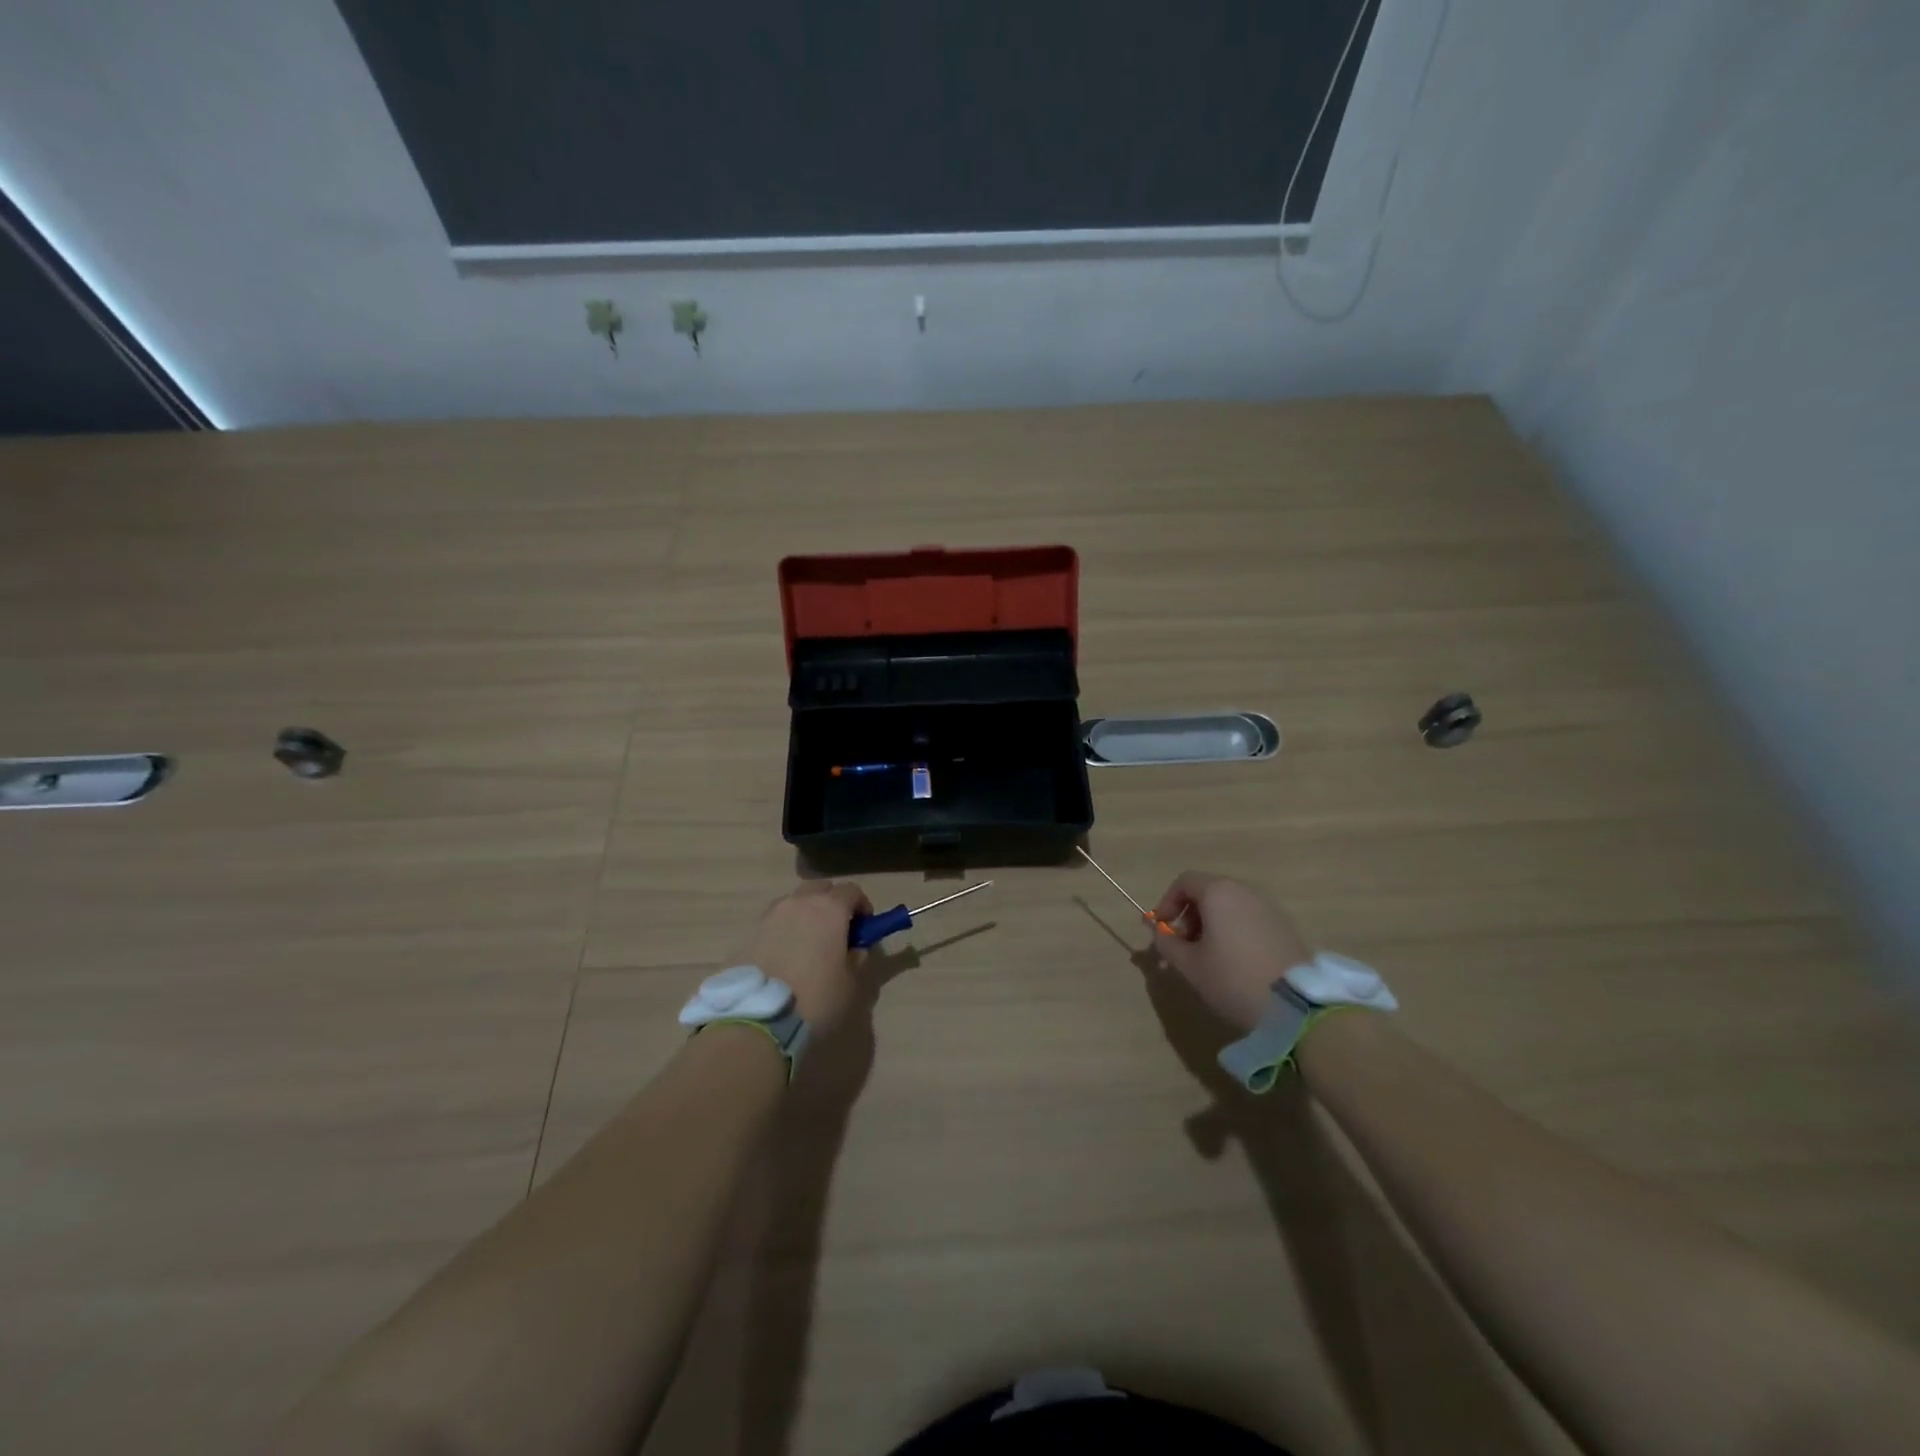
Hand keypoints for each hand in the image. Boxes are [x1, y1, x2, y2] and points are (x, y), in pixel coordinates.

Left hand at [738, 881, 873, 1038]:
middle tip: (837, 933)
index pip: (852, 890)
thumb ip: (857, 959)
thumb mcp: (850, 985)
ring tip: (808, 946)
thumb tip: (854, 949)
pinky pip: (774, 923)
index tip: (864, 927)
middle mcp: (798, 903)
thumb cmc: (815, 1000)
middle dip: (832, 903)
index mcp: (829, 909)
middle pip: (820, 889)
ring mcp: (770, 916)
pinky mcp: (748, 935)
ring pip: (794, 903)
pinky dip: (784, 932)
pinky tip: (785, 959)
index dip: (861, 906)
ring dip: (805, 915)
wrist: (756, 1021)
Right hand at [1151, 872, 1312, 1033]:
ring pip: (1229, 906)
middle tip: (1182, 947)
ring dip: (1211, 924)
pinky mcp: (1285, 926)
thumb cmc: (1233, 979)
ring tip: (1207, 957)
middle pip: (1208, 892)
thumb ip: (1167, 944)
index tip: (1162, 930)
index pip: (1184, 882)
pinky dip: (1233, 930)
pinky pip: (1249, 918)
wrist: (1295, 1007)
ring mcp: (1269, 908)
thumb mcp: (1190, 965)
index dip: (1167, 903)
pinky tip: (1234, 961)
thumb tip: (1160, 933)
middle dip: (1189, 916)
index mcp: (1219, 893)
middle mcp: (1245, 891)